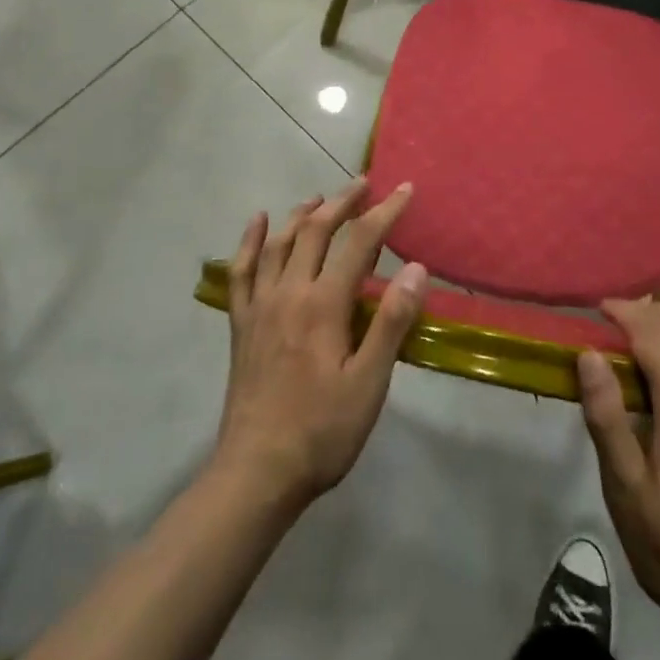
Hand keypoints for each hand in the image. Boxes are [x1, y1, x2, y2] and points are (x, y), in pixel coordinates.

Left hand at [214, 179, 427, 512]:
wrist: (256, 474)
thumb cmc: (322, 431)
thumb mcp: (369, 383)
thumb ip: (392, 322)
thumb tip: (417, 269)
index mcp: (324, 304)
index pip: (360, 242)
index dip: (385, 212)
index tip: (405, 189)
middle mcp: (289, 292)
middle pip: (316, 231)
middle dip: (343, 202)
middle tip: (364, 184)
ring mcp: (260, 306)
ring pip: (280, 243)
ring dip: (302, 213)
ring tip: (321, 198)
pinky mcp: (241, 324)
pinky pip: (242, 271)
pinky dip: (250, 240)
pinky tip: (258, 221)